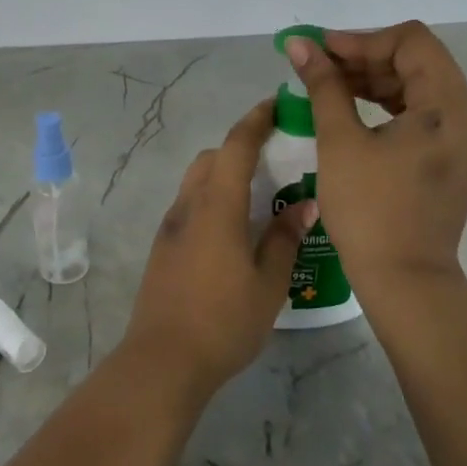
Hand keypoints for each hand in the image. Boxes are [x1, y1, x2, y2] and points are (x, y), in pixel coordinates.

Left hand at [124, 101, 318, 395]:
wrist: (163, 360)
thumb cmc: (224, 321)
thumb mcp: (268, 283)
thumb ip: (284, 238)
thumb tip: (304, 205)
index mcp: (216, 206)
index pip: (235, 146)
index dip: (255, 120)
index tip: (276, 105)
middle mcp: (188, 206)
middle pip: (211, 159)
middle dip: (239, 148)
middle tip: (274, 159)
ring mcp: (170, 227)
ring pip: (197, 182)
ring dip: (223, 175)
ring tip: (258, 197)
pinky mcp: (162, 248)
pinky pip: (189, 206)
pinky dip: (212, 200)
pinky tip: (234, 230)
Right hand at [283, 21, 466, 292]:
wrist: (404, 279)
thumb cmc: (369, 210)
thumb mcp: (340, 142)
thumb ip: (324, 85)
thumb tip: (300, 44)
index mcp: (452, 106)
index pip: (411, 42)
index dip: (362, 39)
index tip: (321, 50)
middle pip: (418, 61)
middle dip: (365, 58)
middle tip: (318, 67)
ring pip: (420, 85)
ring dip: (374, 80)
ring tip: (328, 85)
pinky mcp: (456, 155)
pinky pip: (423, 112)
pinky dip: (388, 104)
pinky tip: (352, 108)